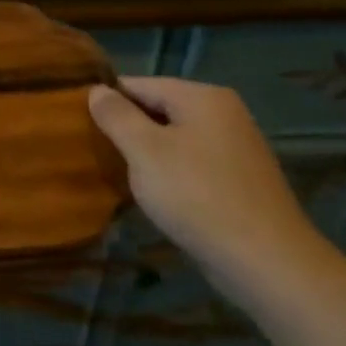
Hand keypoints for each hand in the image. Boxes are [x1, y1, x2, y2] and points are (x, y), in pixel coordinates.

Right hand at [87, 77, 335, 308]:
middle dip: (127, 128)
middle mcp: (225, 113)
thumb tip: (97, 90)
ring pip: (175, 138)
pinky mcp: (241, 179)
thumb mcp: (144, 151)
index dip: (107, 101)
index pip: (139, 84)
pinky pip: (193, 162)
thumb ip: (116, 116)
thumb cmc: (196, 196)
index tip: (80, 125)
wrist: (266, 261)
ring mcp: (237, 146)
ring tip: (121, 174)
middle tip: (96, 152)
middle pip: (159, 109)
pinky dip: (171, 172)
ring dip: (147, 153)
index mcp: (203, 97)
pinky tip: (157, 194)